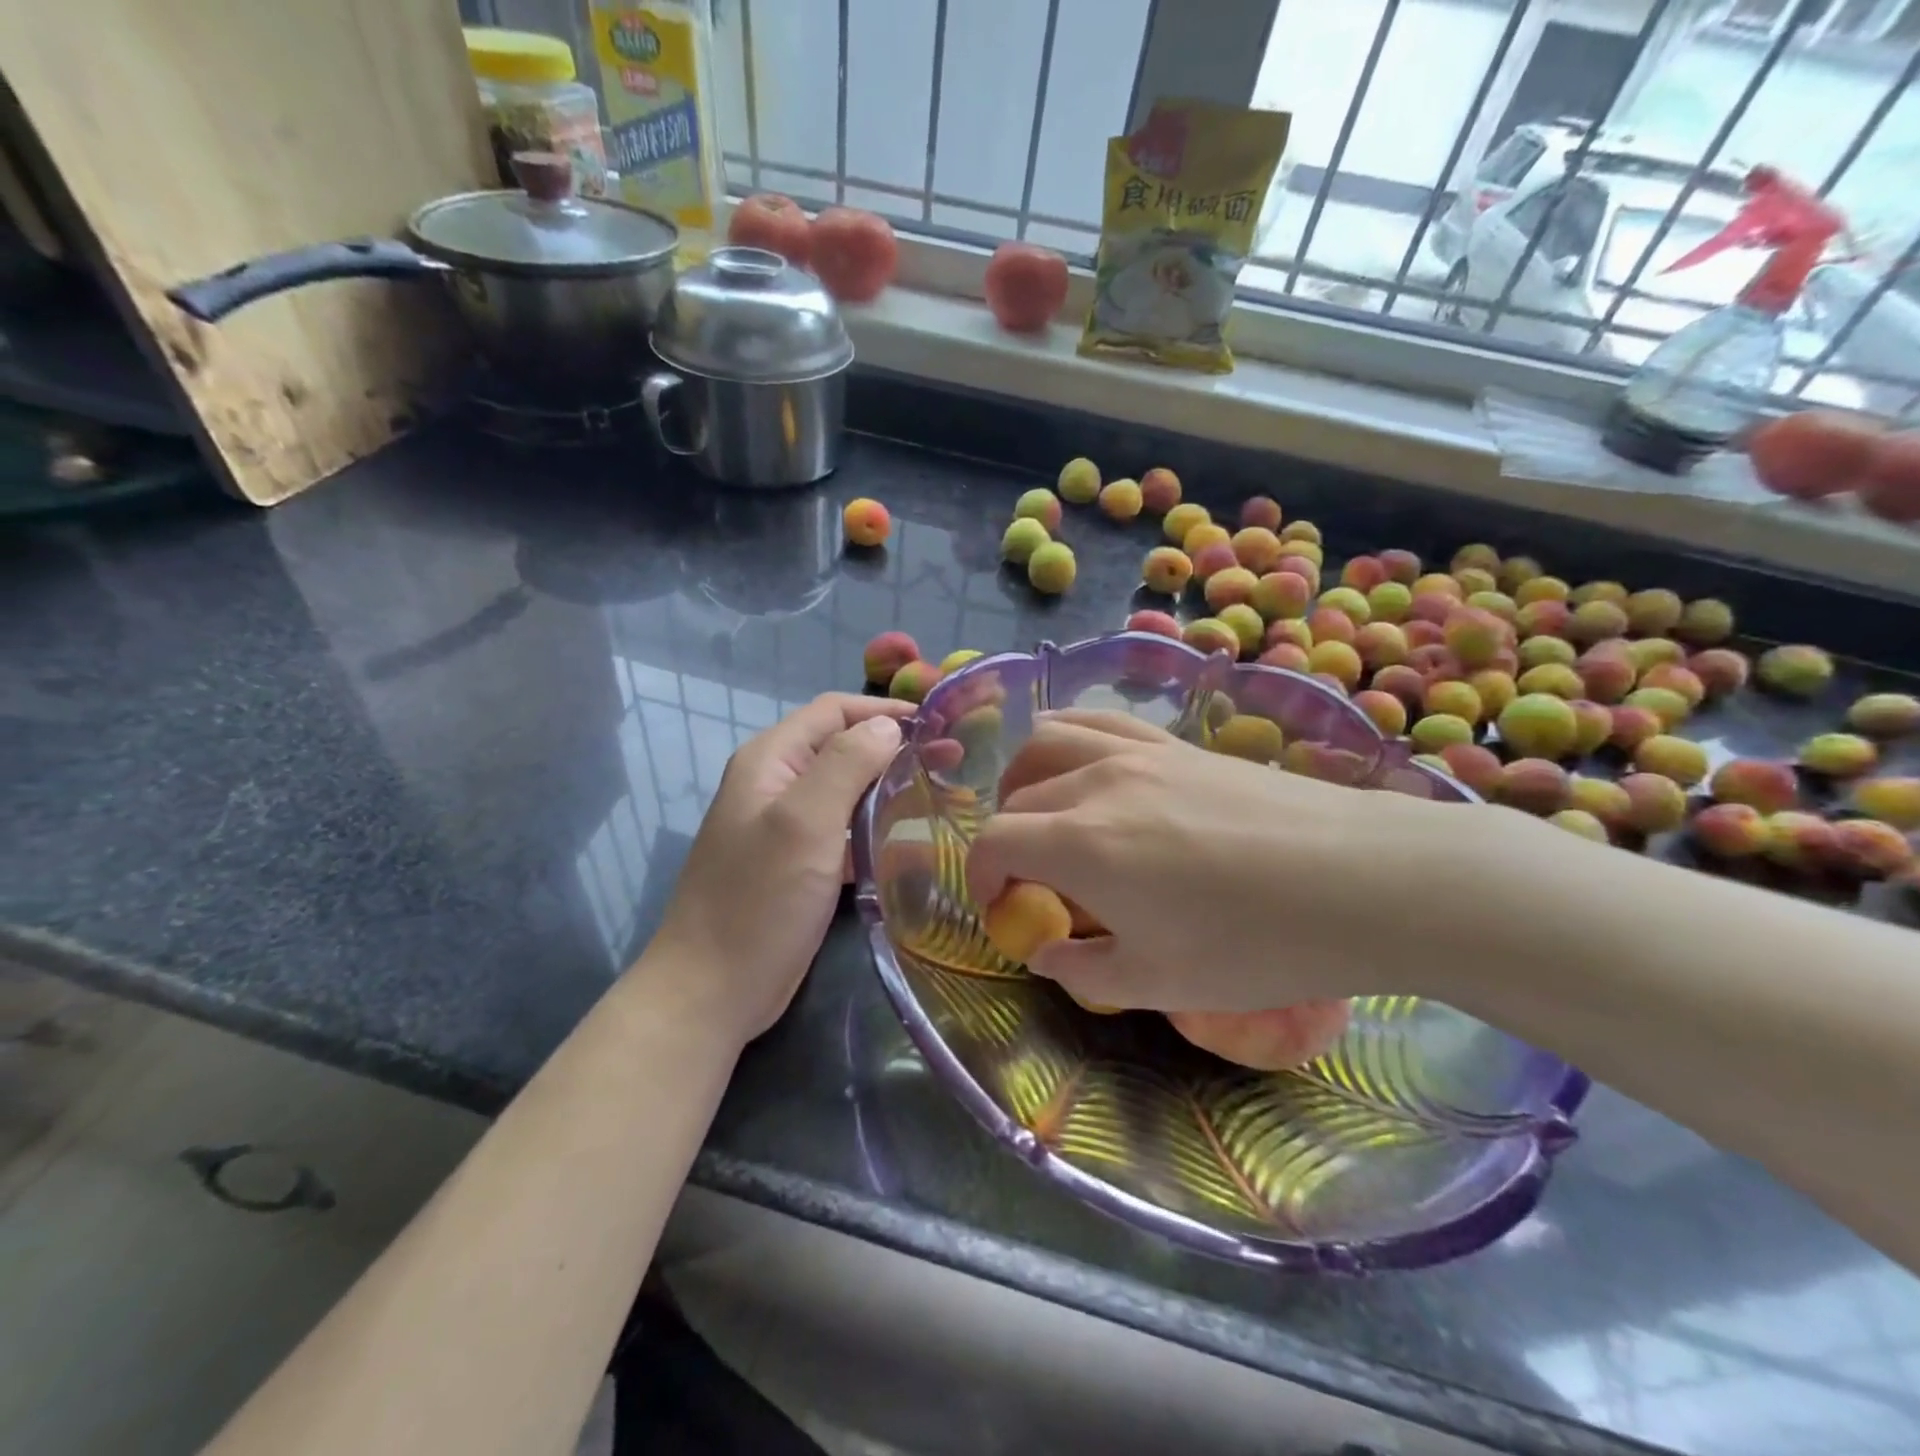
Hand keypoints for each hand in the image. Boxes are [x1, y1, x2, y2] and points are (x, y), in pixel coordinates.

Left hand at [642, 693, 912, 1045]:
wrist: (712, 990)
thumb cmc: (759, 899)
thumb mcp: (805, 822)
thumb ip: (846, 764)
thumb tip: (888, 726)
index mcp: (771, 760)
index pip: (834, 711)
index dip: (885, 711)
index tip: (939, 726)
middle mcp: (778, 784)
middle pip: (843, 748)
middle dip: (895, 750)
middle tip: (952, 763)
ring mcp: (788, 827)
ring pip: (848, 792)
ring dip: (890, 790)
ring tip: (942, 798)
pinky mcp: (801, 864)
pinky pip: (846, 832)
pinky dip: (877, 830)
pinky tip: (912, 844)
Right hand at [965, 711, 1498, 1012]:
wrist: (1366, 880)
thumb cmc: (1257, 944)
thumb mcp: (1159, 983)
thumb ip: (1083, 969)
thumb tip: (1048, 953)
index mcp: (1081, 842)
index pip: (994, 841)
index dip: (983, 878)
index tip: (1003, 910)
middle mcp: (1097, 781)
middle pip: (1018, 794)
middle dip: (1007, 839)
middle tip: (1034, 879)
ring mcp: (1140, 750)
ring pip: (1049, 738)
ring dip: (1028, 777)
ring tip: (1047, 813)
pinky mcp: (1178, 742)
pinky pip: (1101, 721)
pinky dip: (1073, 741)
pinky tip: (1094, 772)